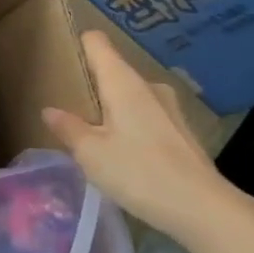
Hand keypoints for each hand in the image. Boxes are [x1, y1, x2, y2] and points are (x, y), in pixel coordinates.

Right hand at [42, 31, 253, 245]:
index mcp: (123, 83)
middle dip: (91, 84)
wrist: (203, 208)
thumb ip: (68, 128)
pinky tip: (122, 151)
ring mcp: (169, 108)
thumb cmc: (139, 173)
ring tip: (91, 132)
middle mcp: (149, 87)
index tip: (60, 54)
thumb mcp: (90, 153)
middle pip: (113, 71)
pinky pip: (145, 115)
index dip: (78, 44)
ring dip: (111, 108)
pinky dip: (129, 124)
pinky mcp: (181, 131)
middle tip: (68, 105)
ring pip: (130, 96)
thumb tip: (50, 110)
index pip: (98, 44)